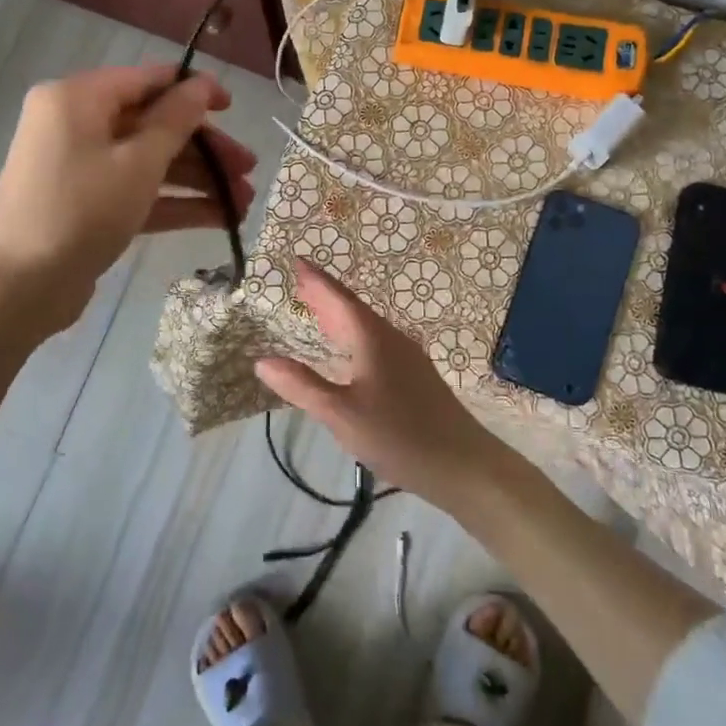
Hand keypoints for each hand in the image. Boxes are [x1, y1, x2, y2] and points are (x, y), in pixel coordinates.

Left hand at [0, 64, 255, 330]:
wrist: (18, 288)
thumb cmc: (80, 211)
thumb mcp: (137, 163)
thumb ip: (175, 121)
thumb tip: (202, 85)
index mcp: (78, 99)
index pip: (147, 80)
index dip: (194, 91)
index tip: (233, 108)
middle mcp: (76, 125)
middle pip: (153, 125)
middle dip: (205, 149)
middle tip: (249, 169)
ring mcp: (81, 168)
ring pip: (150, 163)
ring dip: (198, 180)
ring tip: (244, 202)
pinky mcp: (88, 205)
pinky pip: (137, 192)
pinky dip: (175, 203)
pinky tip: (220, 218)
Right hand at [255, 258, 500, 506]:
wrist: (463, 464)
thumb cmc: (399, 435)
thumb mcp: (341, 414)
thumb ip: (302, 386)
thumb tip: (262, 360)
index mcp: (373, 339)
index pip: (339, 300)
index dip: (316, 281)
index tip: (297, 261)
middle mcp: (391, 339)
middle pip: (353, 310)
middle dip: (325, 296)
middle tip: (299, 282)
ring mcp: (407, 358)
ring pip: (366, 327)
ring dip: (339, 317)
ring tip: (317, 310)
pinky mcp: (414, 378)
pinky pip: (375, 343)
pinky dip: (353, 337)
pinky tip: (349, 352)